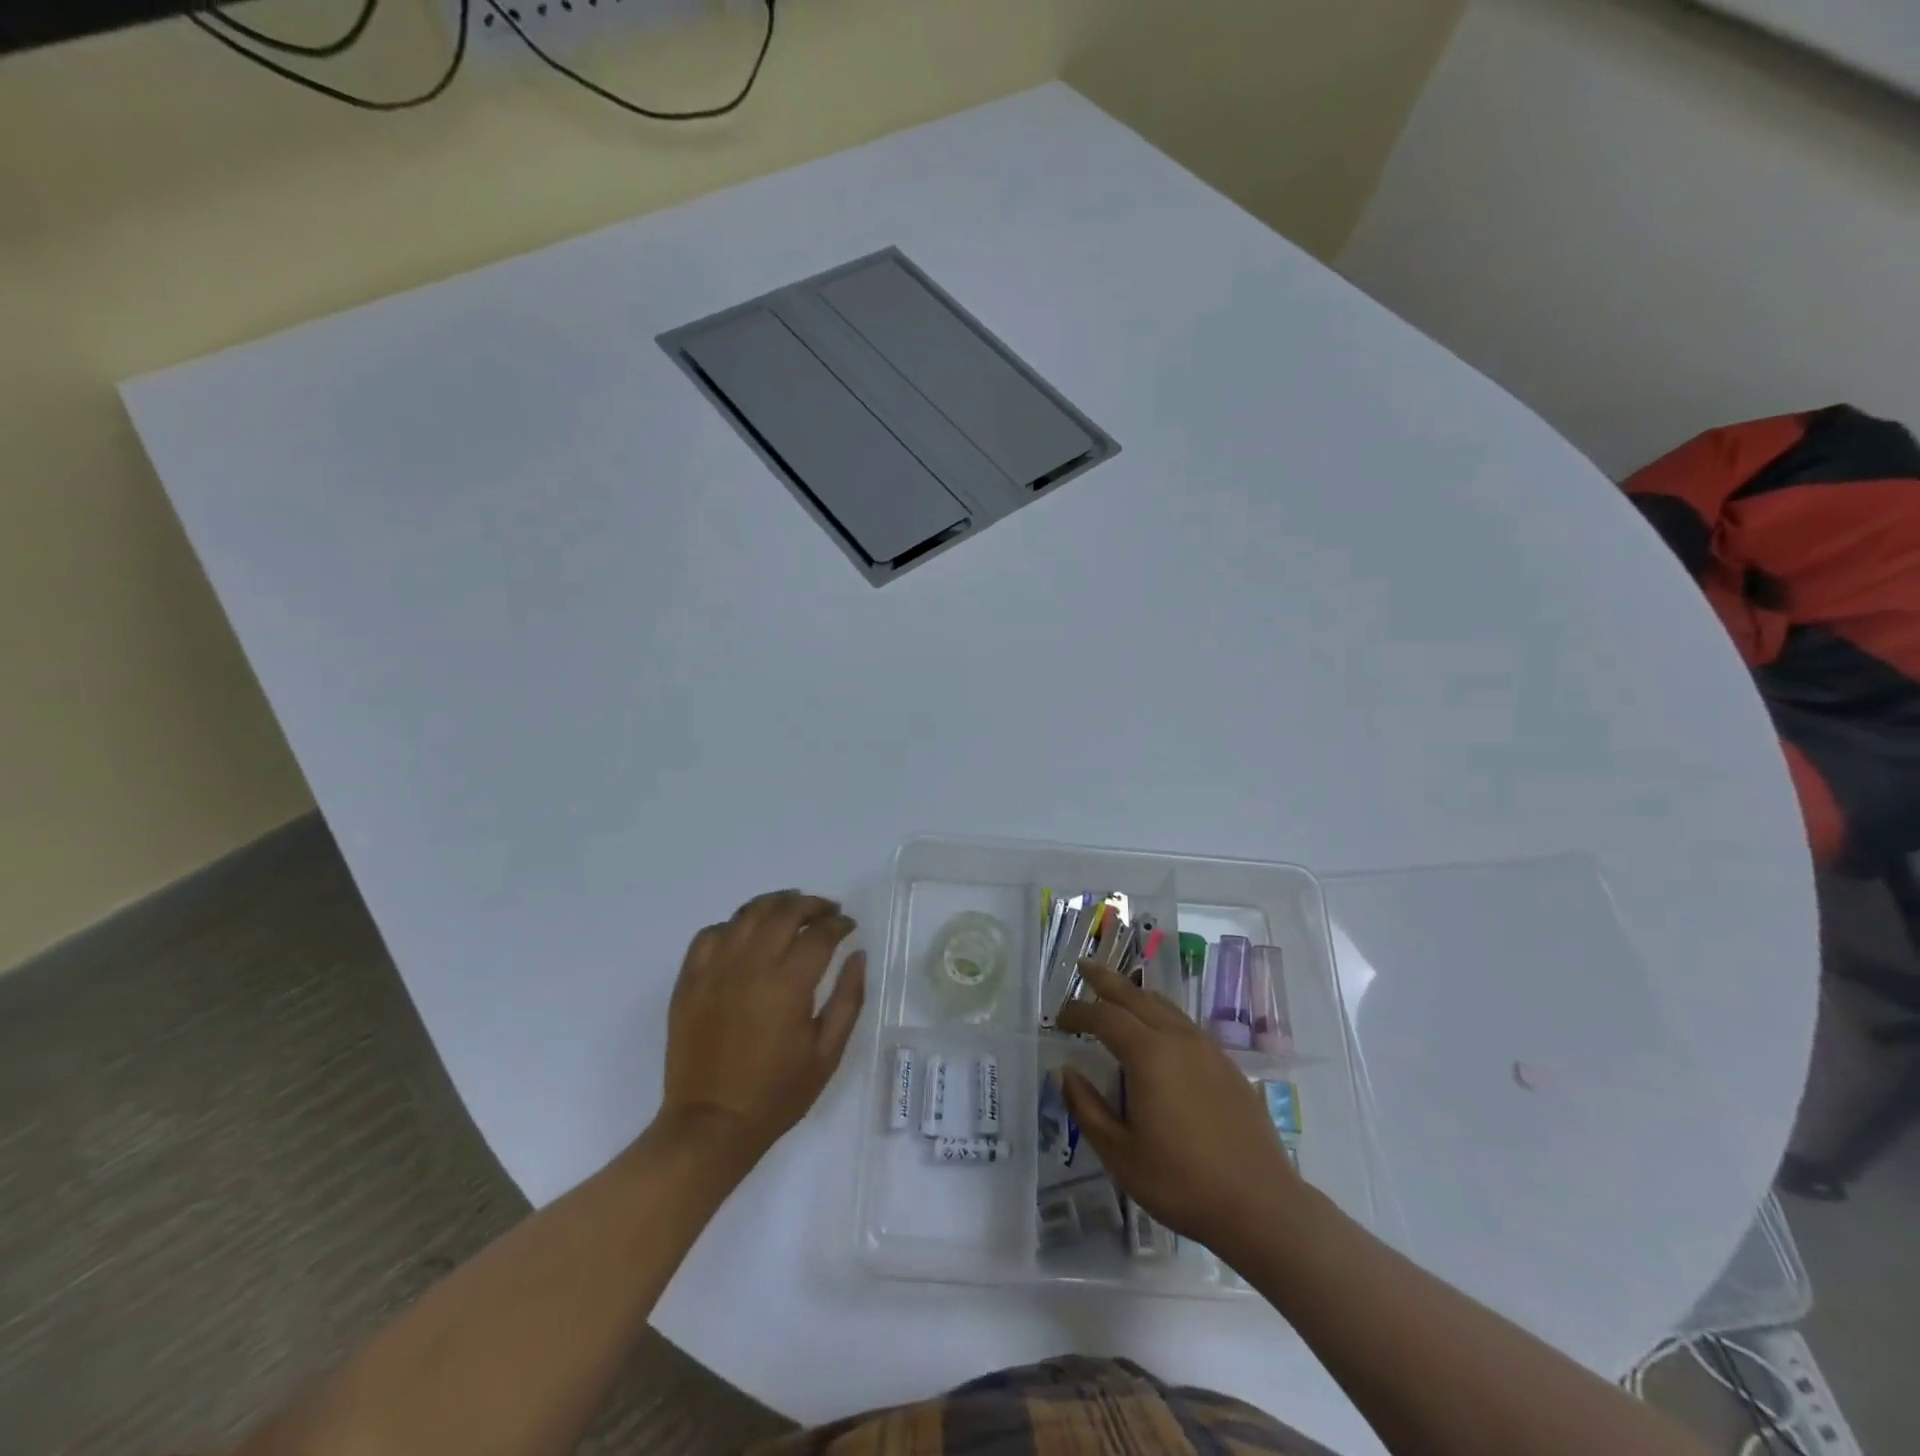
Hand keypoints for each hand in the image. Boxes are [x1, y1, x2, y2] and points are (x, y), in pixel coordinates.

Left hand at [659, 890, 865, 1164]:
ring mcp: (715, 970)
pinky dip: (733, 926)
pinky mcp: (689, 980)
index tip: (848, 926)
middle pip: (783, 912)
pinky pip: (710, 934)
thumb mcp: (827, 1054)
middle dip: (811, 904)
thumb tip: (858, 955)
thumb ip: (849, 999)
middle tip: (826, 911)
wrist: (710, 1125)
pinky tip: (746, 935)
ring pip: (747, 914)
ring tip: (790, 909)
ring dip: (774, 904)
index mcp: (788, 985)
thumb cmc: (776, 1094)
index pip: (819, 934)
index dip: (838, 924)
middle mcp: (750, 966)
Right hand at [1055, 962, 1302, 1252]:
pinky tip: (1159, 1032)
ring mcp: (1208, 1049)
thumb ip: (1088, 1107)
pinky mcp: (1227, 1066)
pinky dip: (1161, 1014)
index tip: (1059, 1017)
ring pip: (1164, 1006)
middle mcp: (1178, 1039)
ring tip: (1118, 993)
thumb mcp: (1120, 1153)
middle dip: (1106, 980)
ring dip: (1136, 994)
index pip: (1104, 1016)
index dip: (1078, 1011)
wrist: (1261, 1206)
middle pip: (1136, 996)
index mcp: (1148, 1054)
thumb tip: (1066, 1072)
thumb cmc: (1181, 1182)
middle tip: (1084, 967)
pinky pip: (1185, 1024)